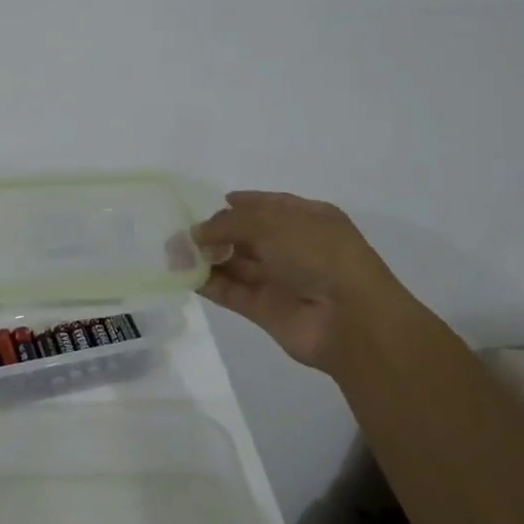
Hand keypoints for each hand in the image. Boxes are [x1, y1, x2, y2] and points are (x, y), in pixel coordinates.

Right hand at [192, 191, 394, 373]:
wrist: (350, 319)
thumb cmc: (318, 254)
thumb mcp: (272, 223)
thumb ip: (229, 223)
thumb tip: (197, 232)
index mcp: (307, 219)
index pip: (266, 205)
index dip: (237, 204)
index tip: (203, 205)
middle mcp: (294, 247)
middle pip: (247, 235)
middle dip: (215, 232)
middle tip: (179, 232)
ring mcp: (280, 280)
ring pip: (236, 264)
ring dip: (207, 257)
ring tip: (173, 251)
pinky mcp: (265, 310)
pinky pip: (231, 292)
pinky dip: (209, 283)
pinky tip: (183, 274)